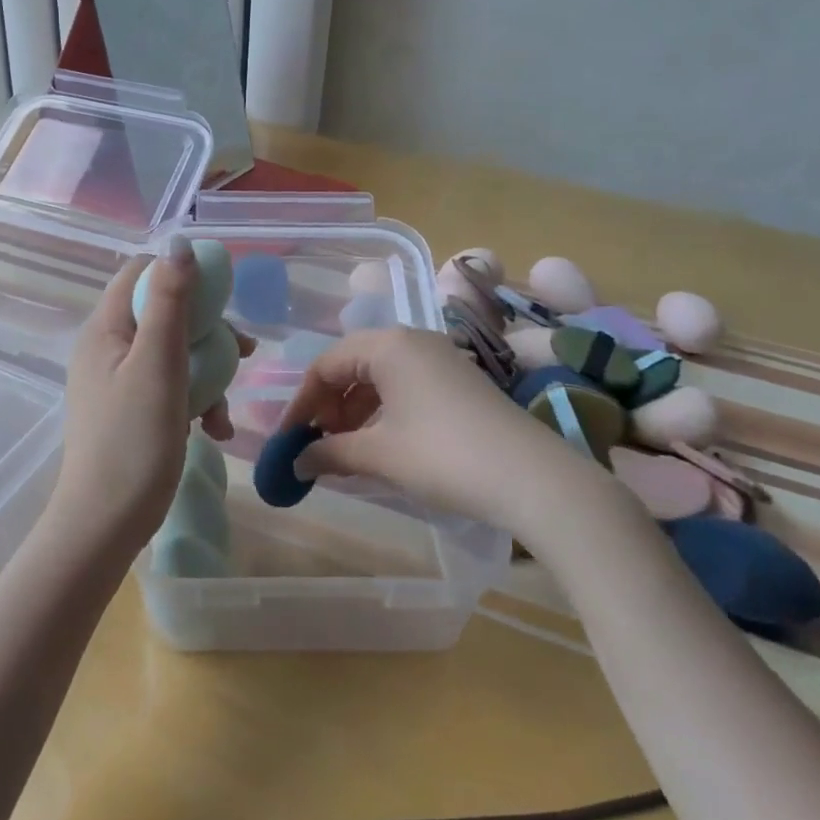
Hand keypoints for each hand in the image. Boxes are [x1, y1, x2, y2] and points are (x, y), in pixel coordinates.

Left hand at [48, 243, 252, 560]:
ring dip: (208, 374)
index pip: (141, 272)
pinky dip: (194, 401)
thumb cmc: (133, 441)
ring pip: (173, 354)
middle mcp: (106, 348)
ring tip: (226, 409)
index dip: (183, 274)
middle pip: (163, 313)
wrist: (105, 524)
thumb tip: (178, 242)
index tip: (223, 296)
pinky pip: (168, 388)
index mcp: (105, 328)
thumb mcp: (159, 364)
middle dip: (208, 332)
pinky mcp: (130, 411)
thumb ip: (169, 301)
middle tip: (244, 350)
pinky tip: (215, 430)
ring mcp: (117, 381)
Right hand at [282, 327, 594, 536]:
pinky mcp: (459, 382)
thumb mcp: (380, 455)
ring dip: (355, 411)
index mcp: (389, 345)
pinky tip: (380, 445)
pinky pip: (405, 387)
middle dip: (328, 406)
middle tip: (317, 445)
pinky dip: (383, 413)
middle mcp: (413, 341)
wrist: (531, 478)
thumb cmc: (443, 456)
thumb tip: (295, 462)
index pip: (326, 364)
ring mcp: (440, 359)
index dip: (301, 402)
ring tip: (345, 450)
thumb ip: (330, 453)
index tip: (288, 439)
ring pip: (380, 378)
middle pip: (352, 366)